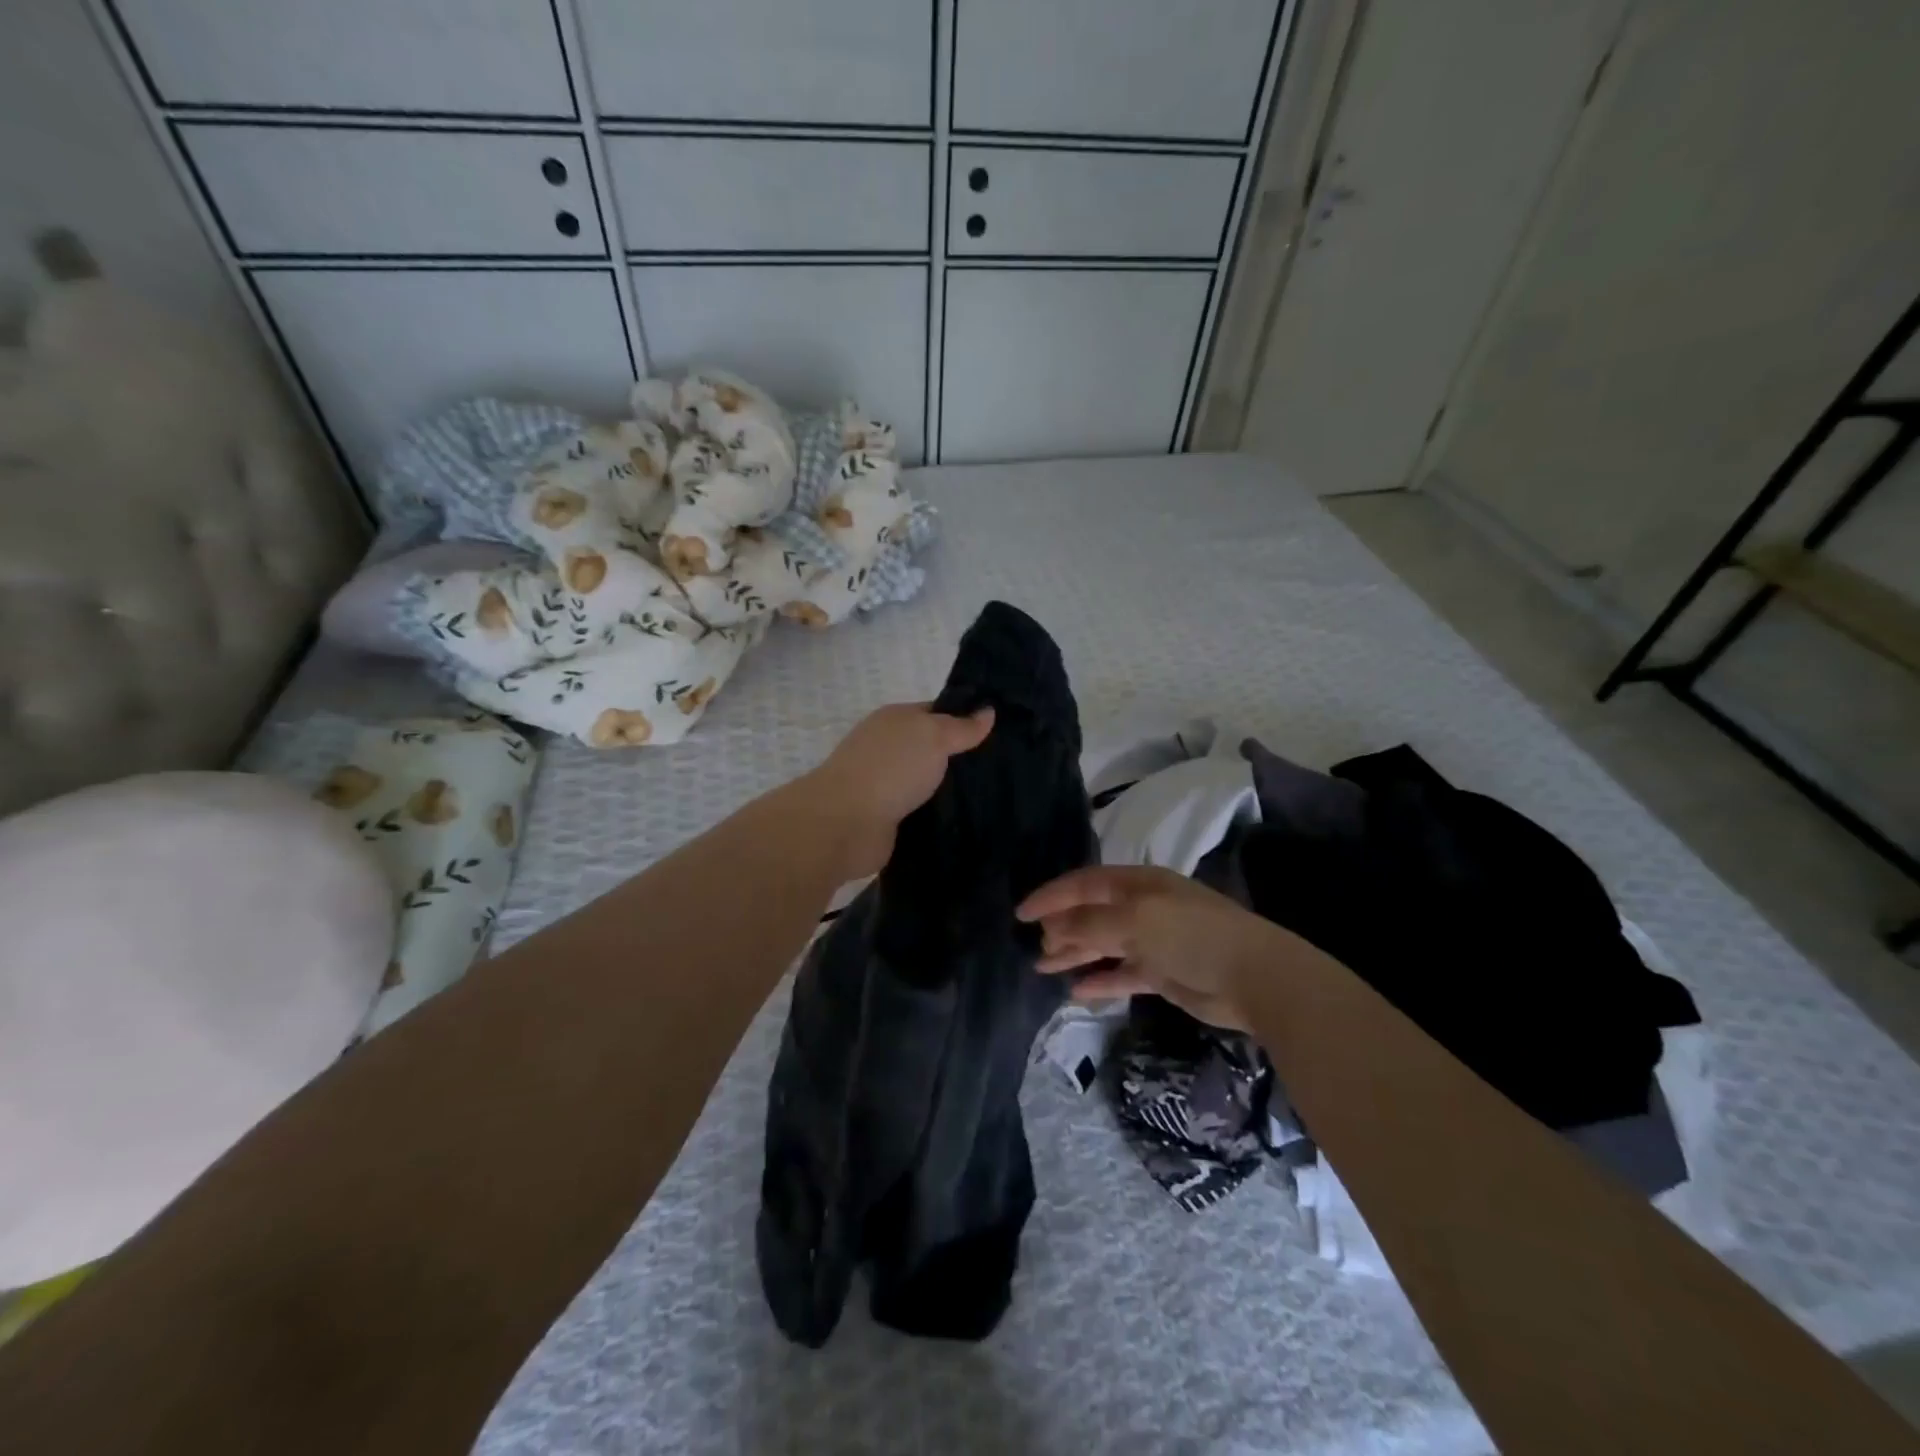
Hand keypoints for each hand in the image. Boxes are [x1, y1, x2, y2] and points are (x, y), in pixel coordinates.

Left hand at [801, 701, 994, 878]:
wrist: (846, 823)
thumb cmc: (891, 768)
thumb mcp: (933, 736)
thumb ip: (961, 727)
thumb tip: (989, 711)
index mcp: (895, 719)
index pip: (936, 713)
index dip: (966, 719)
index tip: (1001, 733)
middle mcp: (888, 748)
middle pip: (932, 749)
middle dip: (962, 759)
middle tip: (1004, 768)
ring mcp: (885, 784)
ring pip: (927, 782)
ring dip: (950, 790)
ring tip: (994, 797)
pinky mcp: (887, 818)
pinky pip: (920, 810)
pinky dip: (937, 814)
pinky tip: (966, 820)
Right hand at [1016, 865, 1295, 1029]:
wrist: (1254, 976)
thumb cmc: (1191, 935)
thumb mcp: (1135, 921)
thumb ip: (1090, 923)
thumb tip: (1053, 927)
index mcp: (1137, 884)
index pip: (1084, 884)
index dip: (1051, 897)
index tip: (1021, 913)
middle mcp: (1143, 908)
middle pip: (1092, 914)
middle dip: (1062, 927)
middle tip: (1036, 946)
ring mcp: (1154, 941)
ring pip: (1104, 944)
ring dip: (1075, 954)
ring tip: (1044, 967)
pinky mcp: (1164, 973)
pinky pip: (1122, 974)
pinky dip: (1101, 980)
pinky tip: (1078, 991)